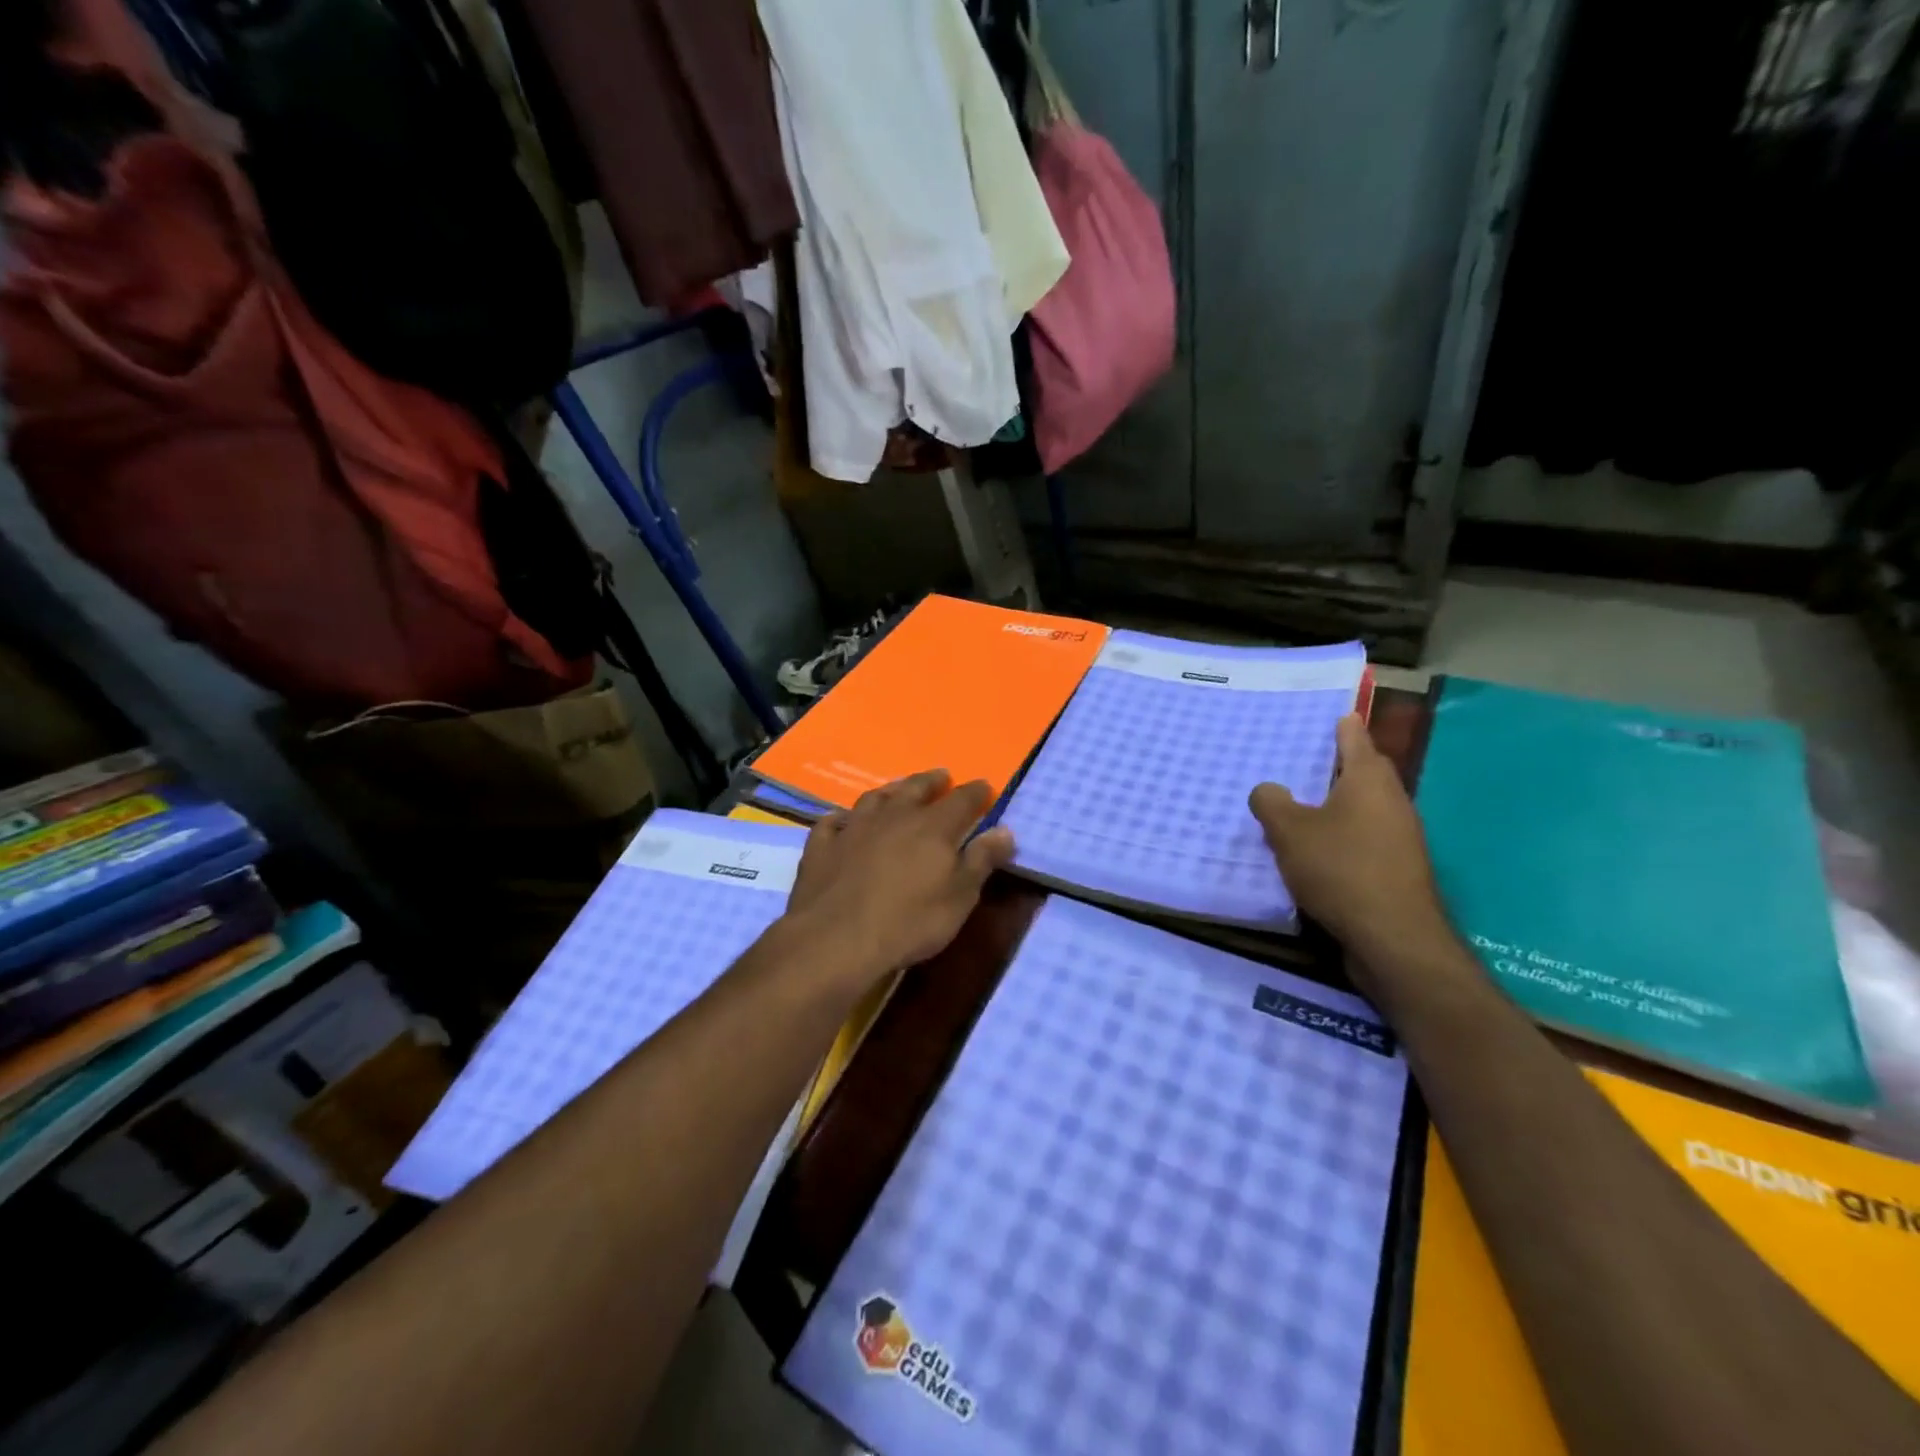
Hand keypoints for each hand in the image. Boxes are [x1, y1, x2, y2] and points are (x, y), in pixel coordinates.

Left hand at [783, 770, 1015, 982]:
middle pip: (915, 788)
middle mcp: (893, 816)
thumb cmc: (909, 922)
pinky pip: (831, 822)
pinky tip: (842, 820)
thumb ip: (981, 860)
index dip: (976, 792)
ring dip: (890, 791)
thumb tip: (1005, 830)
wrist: (836, 940)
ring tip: (898, 790)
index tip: (985, 787)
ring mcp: (853, 828)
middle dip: (932, 781)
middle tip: (941, 776)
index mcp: (933, 827)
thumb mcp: (960, 897)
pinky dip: (840, 818)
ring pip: (874, 798)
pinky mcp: (822, 846)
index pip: (962, 799)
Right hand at [1249, 714, 1450, 969]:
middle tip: (1309, 761)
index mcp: (1369, 781)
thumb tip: (1268, 789)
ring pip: (1368, 807)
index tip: (1335, 714)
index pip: (1356, 739)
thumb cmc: (1340, 869)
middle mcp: (1392, 802)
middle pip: (1367, 772)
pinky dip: (1345, 834)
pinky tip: (1320, 849)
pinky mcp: (1398, 869)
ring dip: (1342, 804)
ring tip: (1306, 806)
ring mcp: (1401, 837)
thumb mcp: (1289, 831)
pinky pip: (1367, 837)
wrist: (1393, 937)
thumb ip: (1272, 803)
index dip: (1343, 726)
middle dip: (1342, 765)